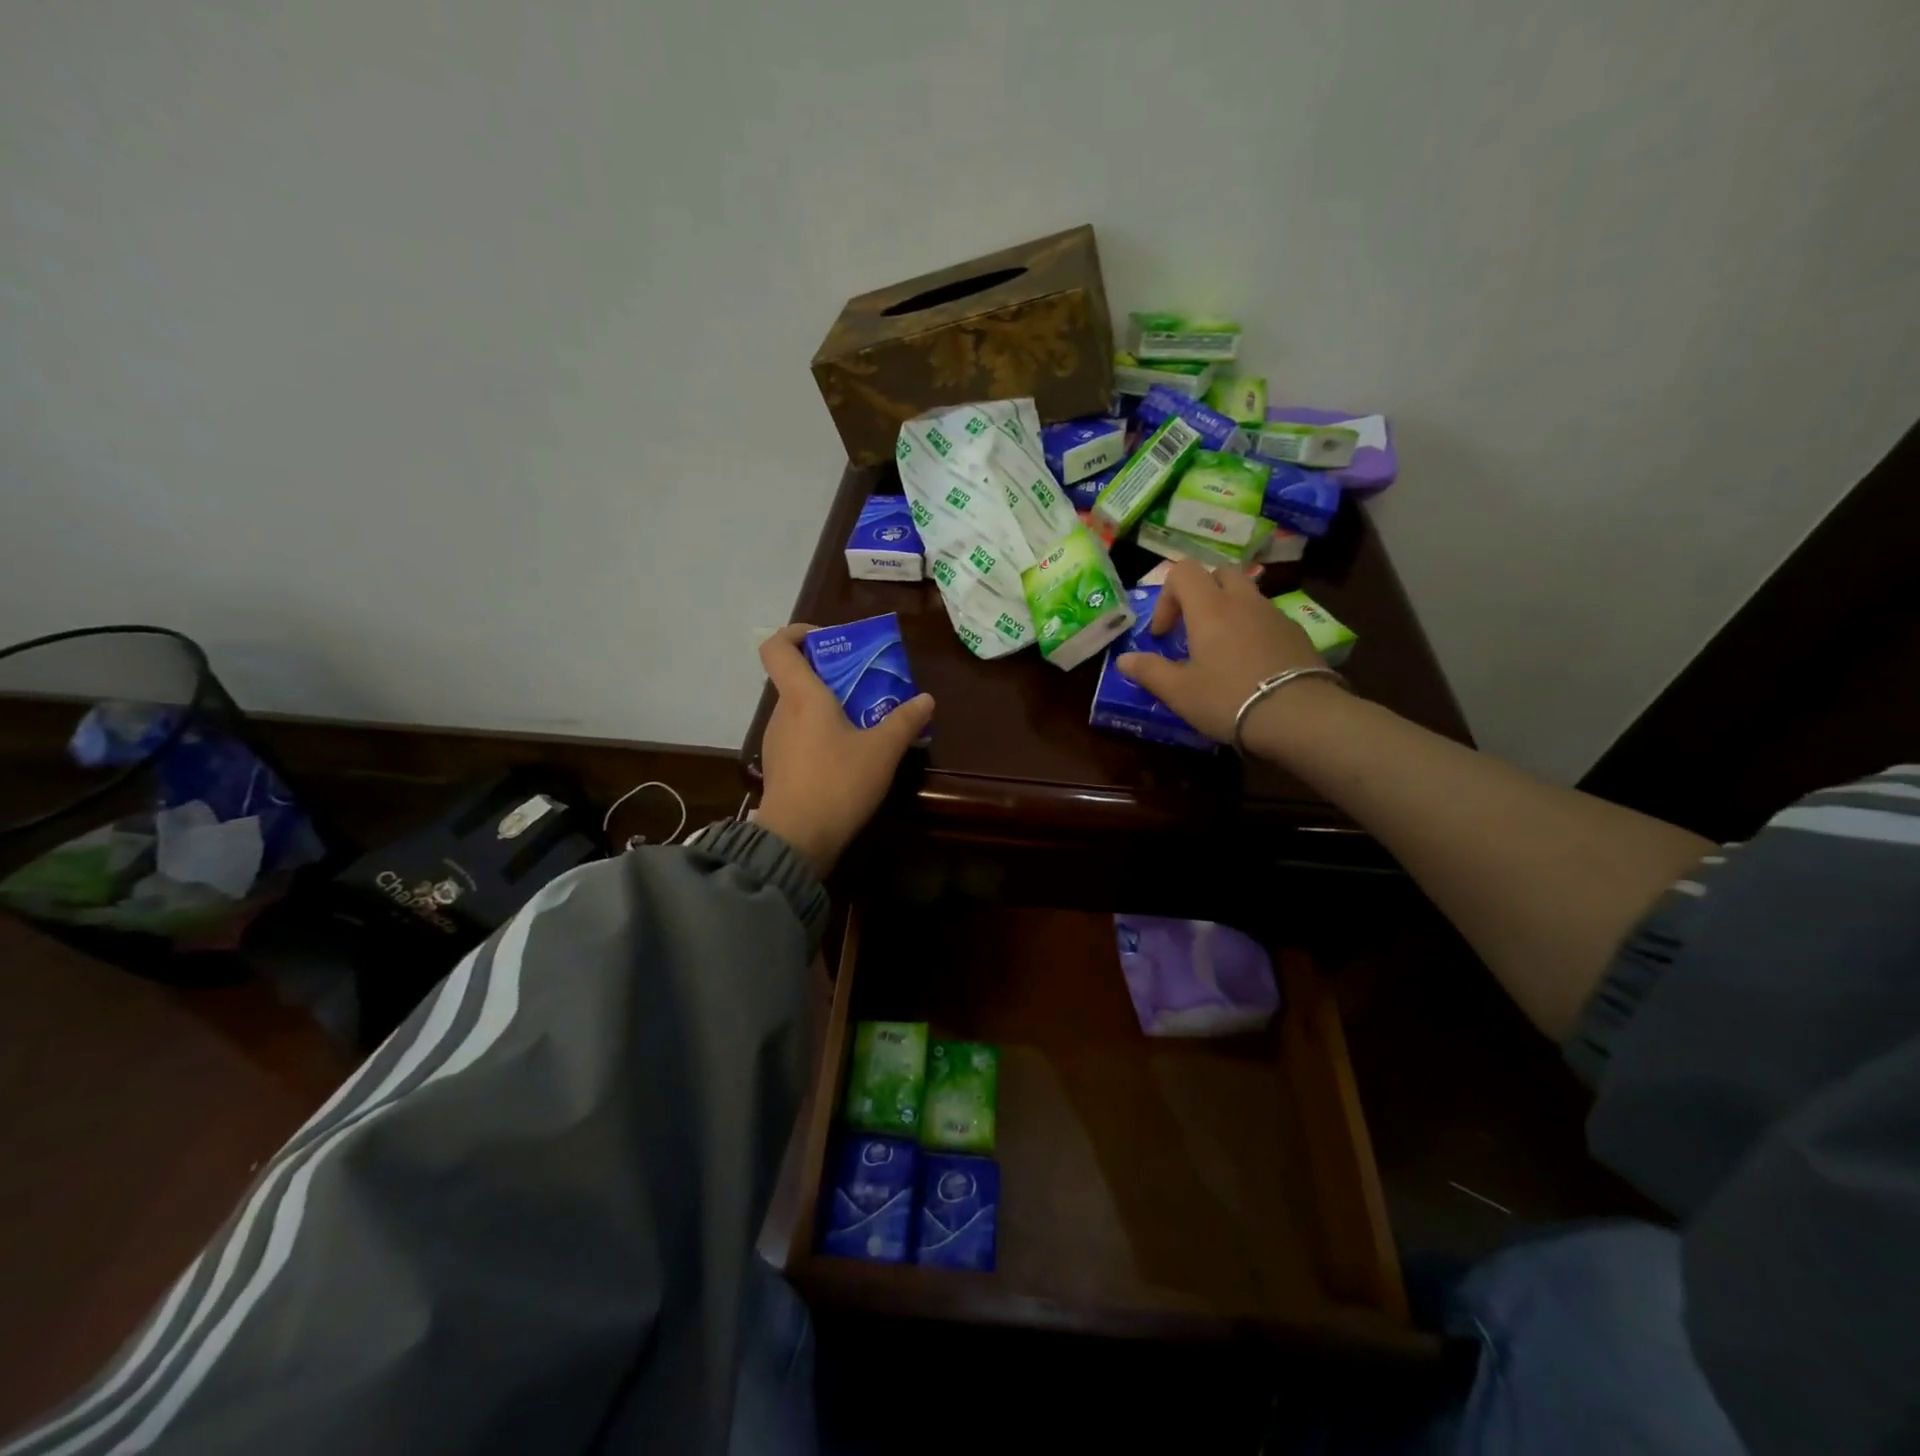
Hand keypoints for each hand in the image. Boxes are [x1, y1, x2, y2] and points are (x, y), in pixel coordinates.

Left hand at [753, 624, 934, 877]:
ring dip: (829, 707)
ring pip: (800, 709)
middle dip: (831, 675)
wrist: (797, 840)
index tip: (831, 640)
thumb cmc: (838, 783)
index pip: (778, 646)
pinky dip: (822, 734)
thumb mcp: (882, 751)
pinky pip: (800, 735)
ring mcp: (776, 741)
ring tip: (865, 722)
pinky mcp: (780, 767)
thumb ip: (905, 721)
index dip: (798, 633)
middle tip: (867, 684)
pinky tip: (849, 755)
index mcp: (801, 696)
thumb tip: (926, 699)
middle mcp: (782, 712)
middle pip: (797, 678)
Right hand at [1115, 560, 1336, 747]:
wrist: (1299, 717)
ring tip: (1221, 650)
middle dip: (1201, 593)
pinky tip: (1250, 665)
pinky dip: (1252, 629)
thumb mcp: (1179, 692)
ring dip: (1228, 611)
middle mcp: (1243, 601)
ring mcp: (1274, 615)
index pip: (1183, 571)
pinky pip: (1267, 618)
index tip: (1163, 635)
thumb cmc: (1228, 699)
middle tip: (1192, 629)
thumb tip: (1124, 660)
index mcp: (1210, 608)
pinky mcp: (1297, 634)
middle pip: (1219, 573)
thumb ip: (1149, 671)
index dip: (1166, 598)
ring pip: (1246, 595)